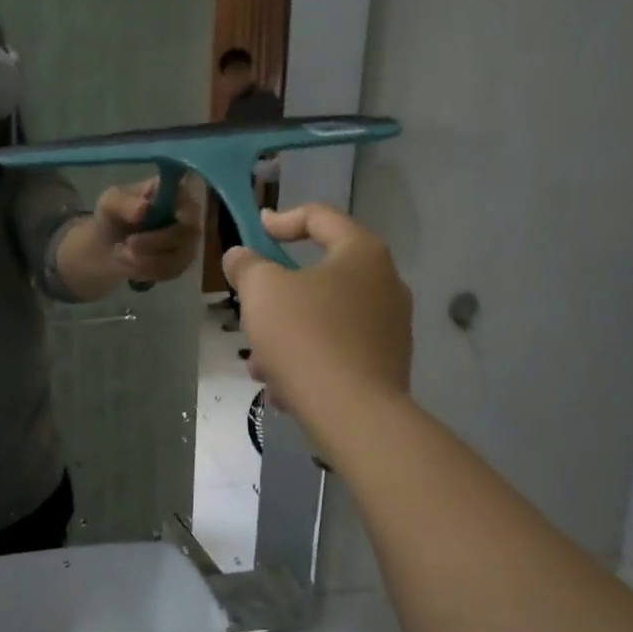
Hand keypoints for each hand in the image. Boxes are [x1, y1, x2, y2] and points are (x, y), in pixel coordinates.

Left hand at [94, 177, 202, 285]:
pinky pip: (168, 272)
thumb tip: (144, 208)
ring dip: (144, 259)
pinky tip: (129, 263)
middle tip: (128, 244)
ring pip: (176, 257)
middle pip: (187, 232)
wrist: (107, 248)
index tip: (148, 217)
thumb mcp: (110, 204)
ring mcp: (188, 243)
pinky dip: (144, 270)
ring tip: (120, 253)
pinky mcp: (181, 264)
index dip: (177, 209)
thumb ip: (124, 203)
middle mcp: (189, 216)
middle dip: (154, 241)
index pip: (190, 199)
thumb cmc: (114, 217)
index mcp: (175, 192)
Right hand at [222, 204, 413, 448]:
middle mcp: (386, 284)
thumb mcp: (261, 291)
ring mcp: (391, 327)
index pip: (321, 217)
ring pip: (324, 319)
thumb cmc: (306, 337)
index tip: (256, 231)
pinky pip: (338, 351)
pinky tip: (284, 388)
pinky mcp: (387, 365)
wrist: (354, 414)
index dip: (282, 219)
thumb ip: (247, 266)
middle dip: (277, 297)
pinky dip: (308, 360)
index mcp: (362, 253)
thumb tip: (241, 256)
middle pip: (319, 275)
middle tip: (251, 313)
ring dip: (286, 335)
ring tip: (260, 365)